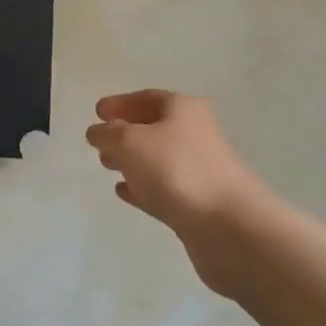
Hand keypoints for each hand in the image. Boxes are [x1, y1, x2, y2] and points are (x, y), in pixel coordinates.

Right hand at [86, 90, 275, 282]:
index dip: (120, 103)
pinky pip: (164, 187)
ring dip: (133, 161)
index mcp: (183, 109)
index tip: (97, 112)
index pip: (147, 98)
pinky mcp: (199, 203)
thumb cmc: (176, 170)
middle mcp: (195, 134)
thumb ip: (107, 133)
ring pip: (158, 159)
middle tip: (99, 142)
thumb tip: (98, 132)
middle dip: (125, 132)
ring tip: (107, 166)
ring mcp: (200, 170)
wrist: (229, 227)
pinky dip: (143, 186)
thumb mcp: (129, 142)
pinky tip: (124, 192)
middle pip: (155, 127)